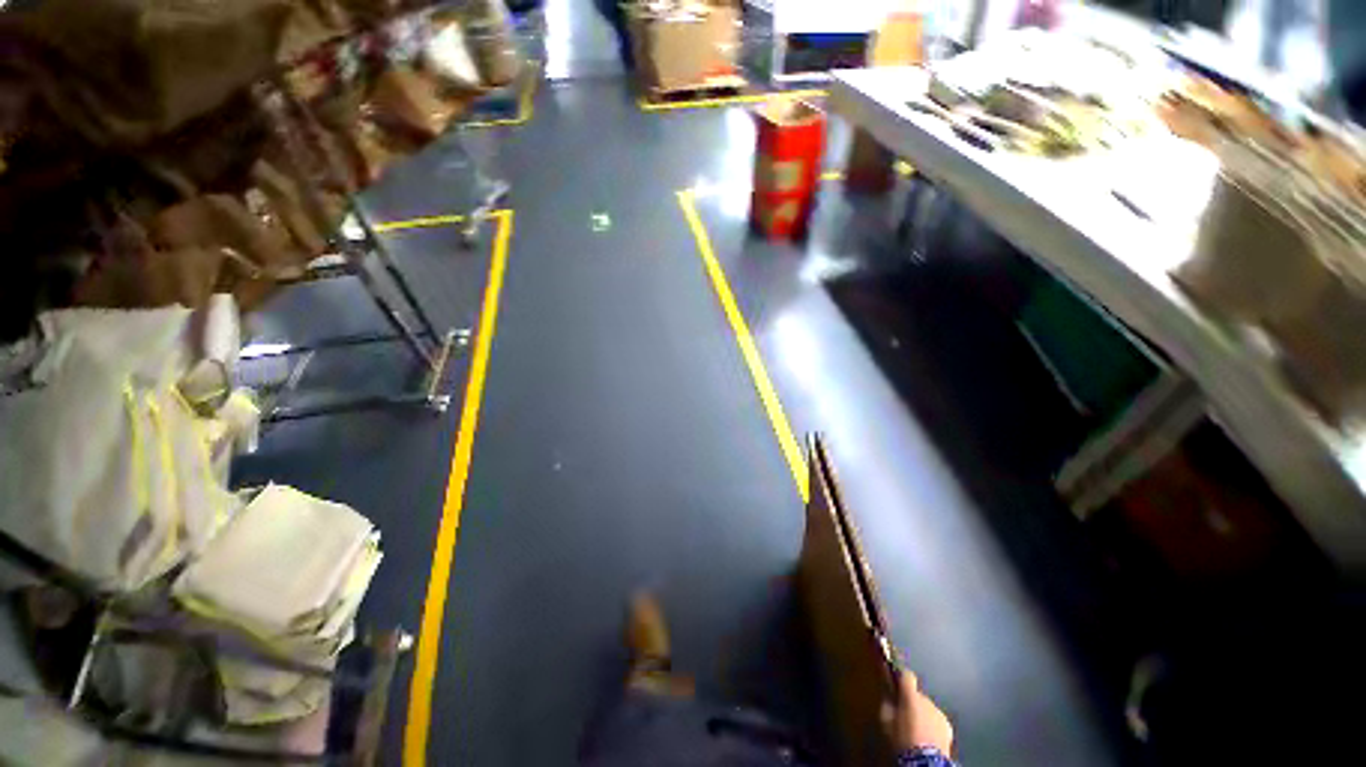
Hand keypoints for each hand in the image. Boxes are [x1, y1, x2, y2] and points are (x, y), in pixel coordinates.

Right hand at [882, 670, 953, 754]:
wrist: (926, 760)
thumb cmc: (903, 739)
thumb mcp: (886, 721)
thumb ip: (887, 704)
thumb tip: (889, 698)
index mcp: (910, 696)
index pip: (907, 675)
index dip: (901, 676)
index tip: (896, 679)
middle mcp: (926, 700)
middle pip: (917, 694)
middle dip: (911, 702)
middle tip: (904, 714)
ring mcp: (938, 712)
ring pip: (927, 707)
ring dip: (922, 713)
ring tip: (916, 728)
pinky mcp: (947, 725)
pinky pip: (936, 719)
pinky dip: (931, 723)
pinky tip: (927, 735)